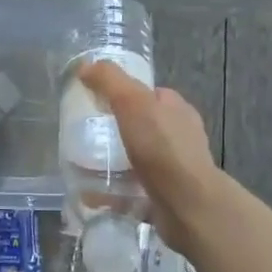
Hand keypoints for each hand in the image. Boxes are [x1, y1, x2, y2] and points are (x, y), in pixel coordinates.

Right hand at [78, 60, 221, 250]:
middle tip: (85, 134)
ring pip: (137, 158)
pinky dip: (112, 191)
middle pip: (141, 125)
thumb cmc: (162, 148)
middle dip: (115, 129)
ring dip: (112, 161)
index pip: (148, 93)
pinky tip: (91, 194)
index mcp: (176, 109)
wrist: (189, 205)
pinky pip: (132, 189)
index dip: (122, 93)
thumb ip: (109, 80)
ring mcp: (174, 168)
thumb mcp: (132, 102)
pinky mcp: (165, 196)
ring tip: (82, 165)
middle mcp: (179, 136)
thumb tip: (84, 66)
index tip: (94, 101)